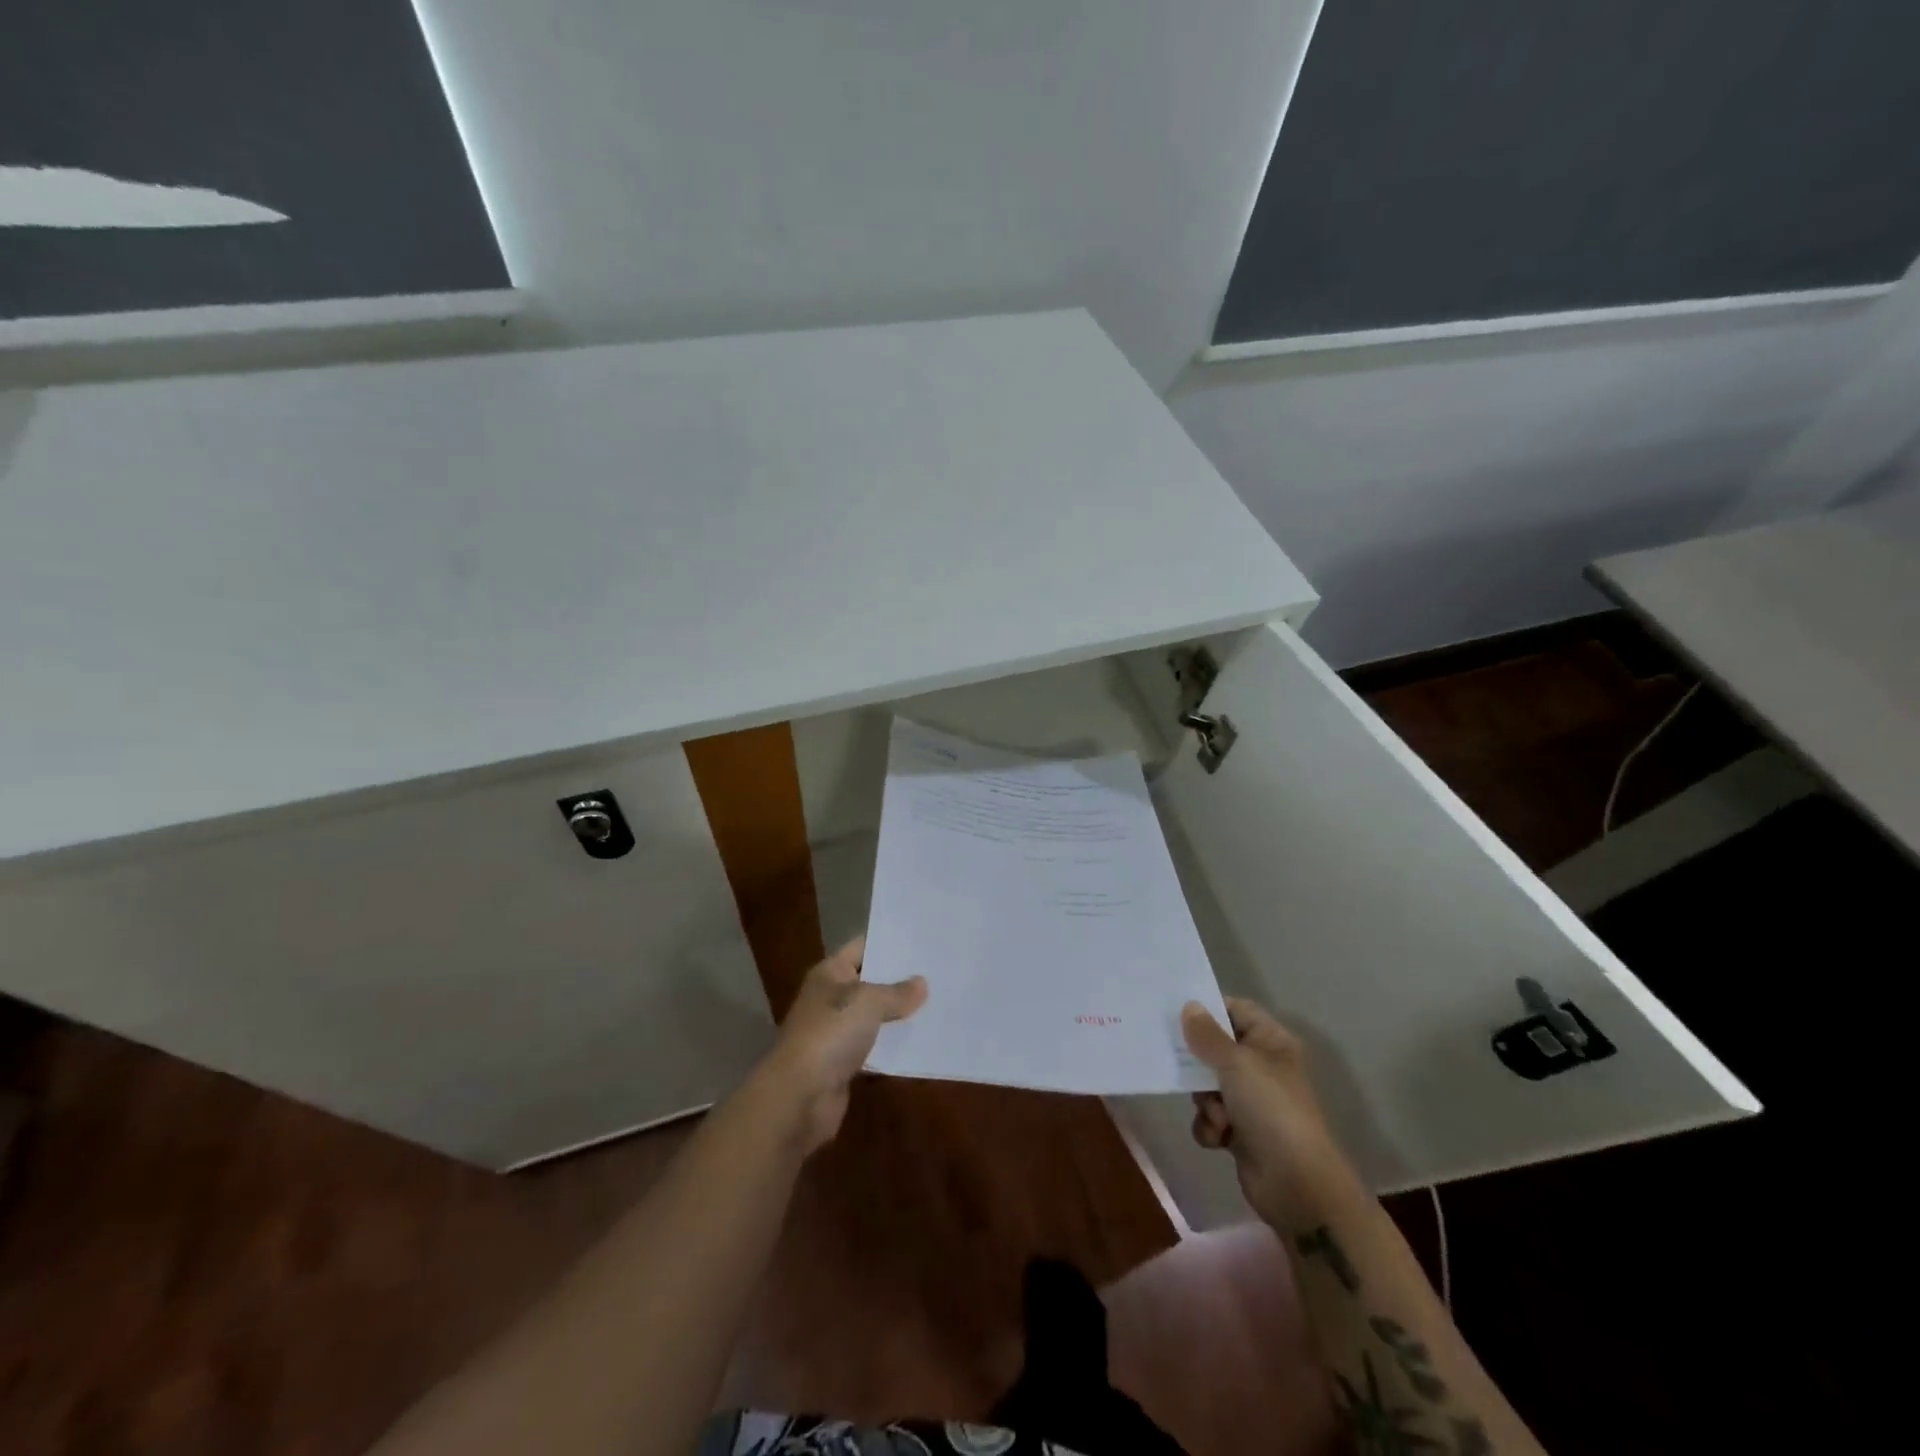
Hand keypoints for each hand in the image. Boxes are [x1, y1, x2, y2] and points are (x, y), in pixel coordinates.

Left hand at [755, 937, 926, 1155]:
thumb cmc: (830, 1034)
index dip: (890, 942)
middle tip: (940, 971)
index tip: (923, 940)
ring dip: (900, 1014)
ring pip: (875, 1016)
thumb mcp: (868, 1002)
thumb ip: (897, 992)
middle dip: (901, 979)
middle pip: (871, 981)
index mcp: (830, 973)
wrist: (798, 1097)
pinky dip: (894, 1045)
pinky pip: (875, 1047)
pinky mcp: (844, 1064)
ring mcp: (837, 1032)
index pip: (863, 946)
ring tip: (940, 1002)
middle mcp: (832, 998)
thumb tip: (921, 984)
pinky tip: (924, 1040)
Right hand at [1181, 997, 1343, 1225]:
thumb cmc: (1270, 1109)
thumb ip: (1207, 1034)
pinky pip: (1211, 1117)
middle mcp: (1262, 1067)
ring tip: (1218, 1116)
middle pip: (1216, 1049)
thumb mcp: (1236, 1063)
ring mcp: (1252, 1101)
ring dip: (1205, 1101)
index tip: (1177, 1013)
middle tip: (1184, 1068)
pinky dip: (1211, 1127)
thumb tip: (1189, 1006)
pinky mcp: (1242, 1132)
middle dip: (1200, 1065)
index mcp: (1271, 1042)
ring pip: (1209, 1085)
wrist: (1296, 1184)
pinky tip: (1220, 1139)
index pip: (1236, 1010)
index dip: (1209, 1010)